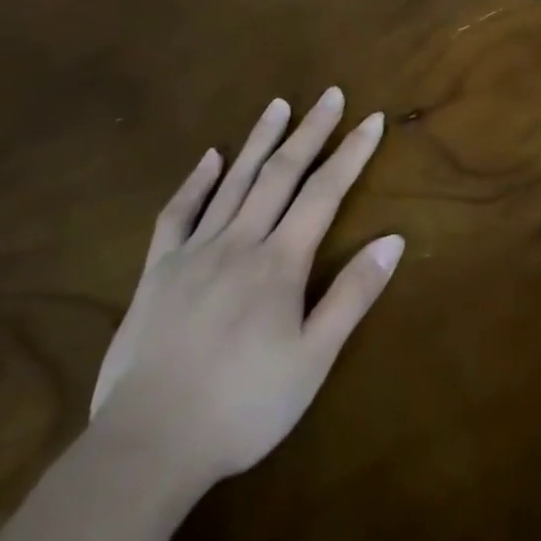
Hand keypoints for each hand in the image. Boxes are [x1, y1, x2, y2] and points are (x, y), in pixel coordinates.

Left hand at [89, 89, 403, 489]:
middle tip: (330, 94)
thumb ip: (353, 294)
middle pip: (281, 174)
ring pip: (233, 182)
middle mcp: (239, 243)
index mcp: (280, 262)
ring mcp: (194, 253)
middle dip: (310, 131)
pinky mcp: (156, 272)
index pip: (325, 192)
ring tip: (278, 104)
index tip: (372, 119)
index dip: (351, 153)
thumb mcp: (313, 359)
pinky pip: (177, 214)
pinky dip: (195, 181)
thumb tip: (394, 239)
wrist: (146, 446)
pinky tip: (209, 157)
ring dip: (259, 140)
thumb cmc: (243, 406)